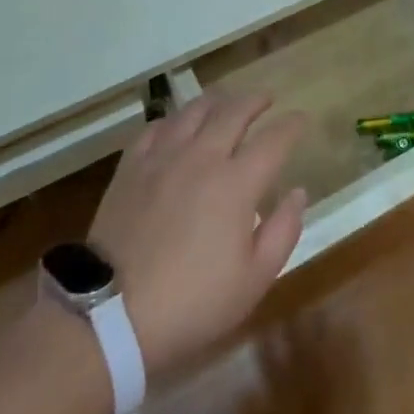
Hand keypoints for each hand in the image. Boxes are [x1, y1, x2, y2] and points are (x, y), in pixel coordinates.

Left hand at [88, 92, 307, 377]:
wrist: (112, 315)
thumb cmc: (193, 303)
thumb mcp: (254, 280)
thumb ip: (283, 231)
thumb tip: (297, 192)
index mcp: (237, 182)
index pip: (273, 139)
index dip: (291, 125)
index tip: (301, 119)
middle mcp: (202, 156)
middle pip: (234, 111)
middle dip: (255, 100)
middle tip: (266, 99)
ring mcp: (163, 157)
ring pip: (194, 110)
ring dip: (216, 101)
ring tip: (225, 102)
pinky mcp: (131, 167)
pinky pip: (156, 128)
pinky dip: (174, 120)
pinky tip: (177, 126)